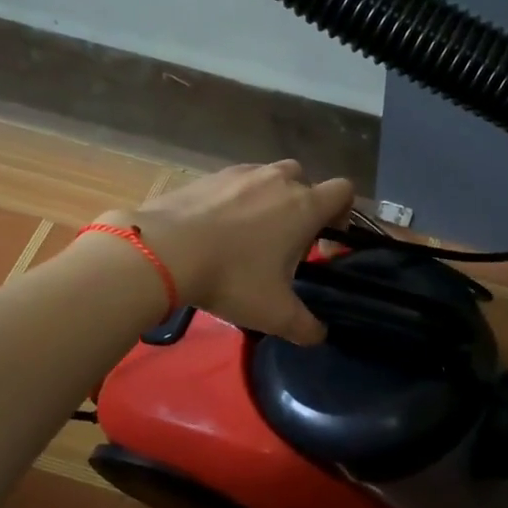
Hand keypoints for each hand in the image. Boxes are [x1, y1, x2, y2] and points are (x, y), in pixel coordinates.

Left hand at [100, 162, 353, 344]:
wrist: (163, 251)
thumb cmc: (231, 278)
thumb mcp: (274, 314)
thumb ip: (306, 327)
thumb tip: (319, 334)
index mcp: (304, 207)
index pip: (344, 192)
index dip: (343, 214)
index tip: (325, 241)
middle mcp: (279, 181)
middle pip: (305, 180)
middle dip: (302, 205)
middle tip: (285, 241)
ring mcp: (242, 173)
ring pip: (269, 177)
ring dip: (269, 199)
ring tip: (248, 234)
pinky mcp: (209, 175)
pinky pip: (235, 182)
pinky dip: (235, 199)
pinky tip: (215, 228)